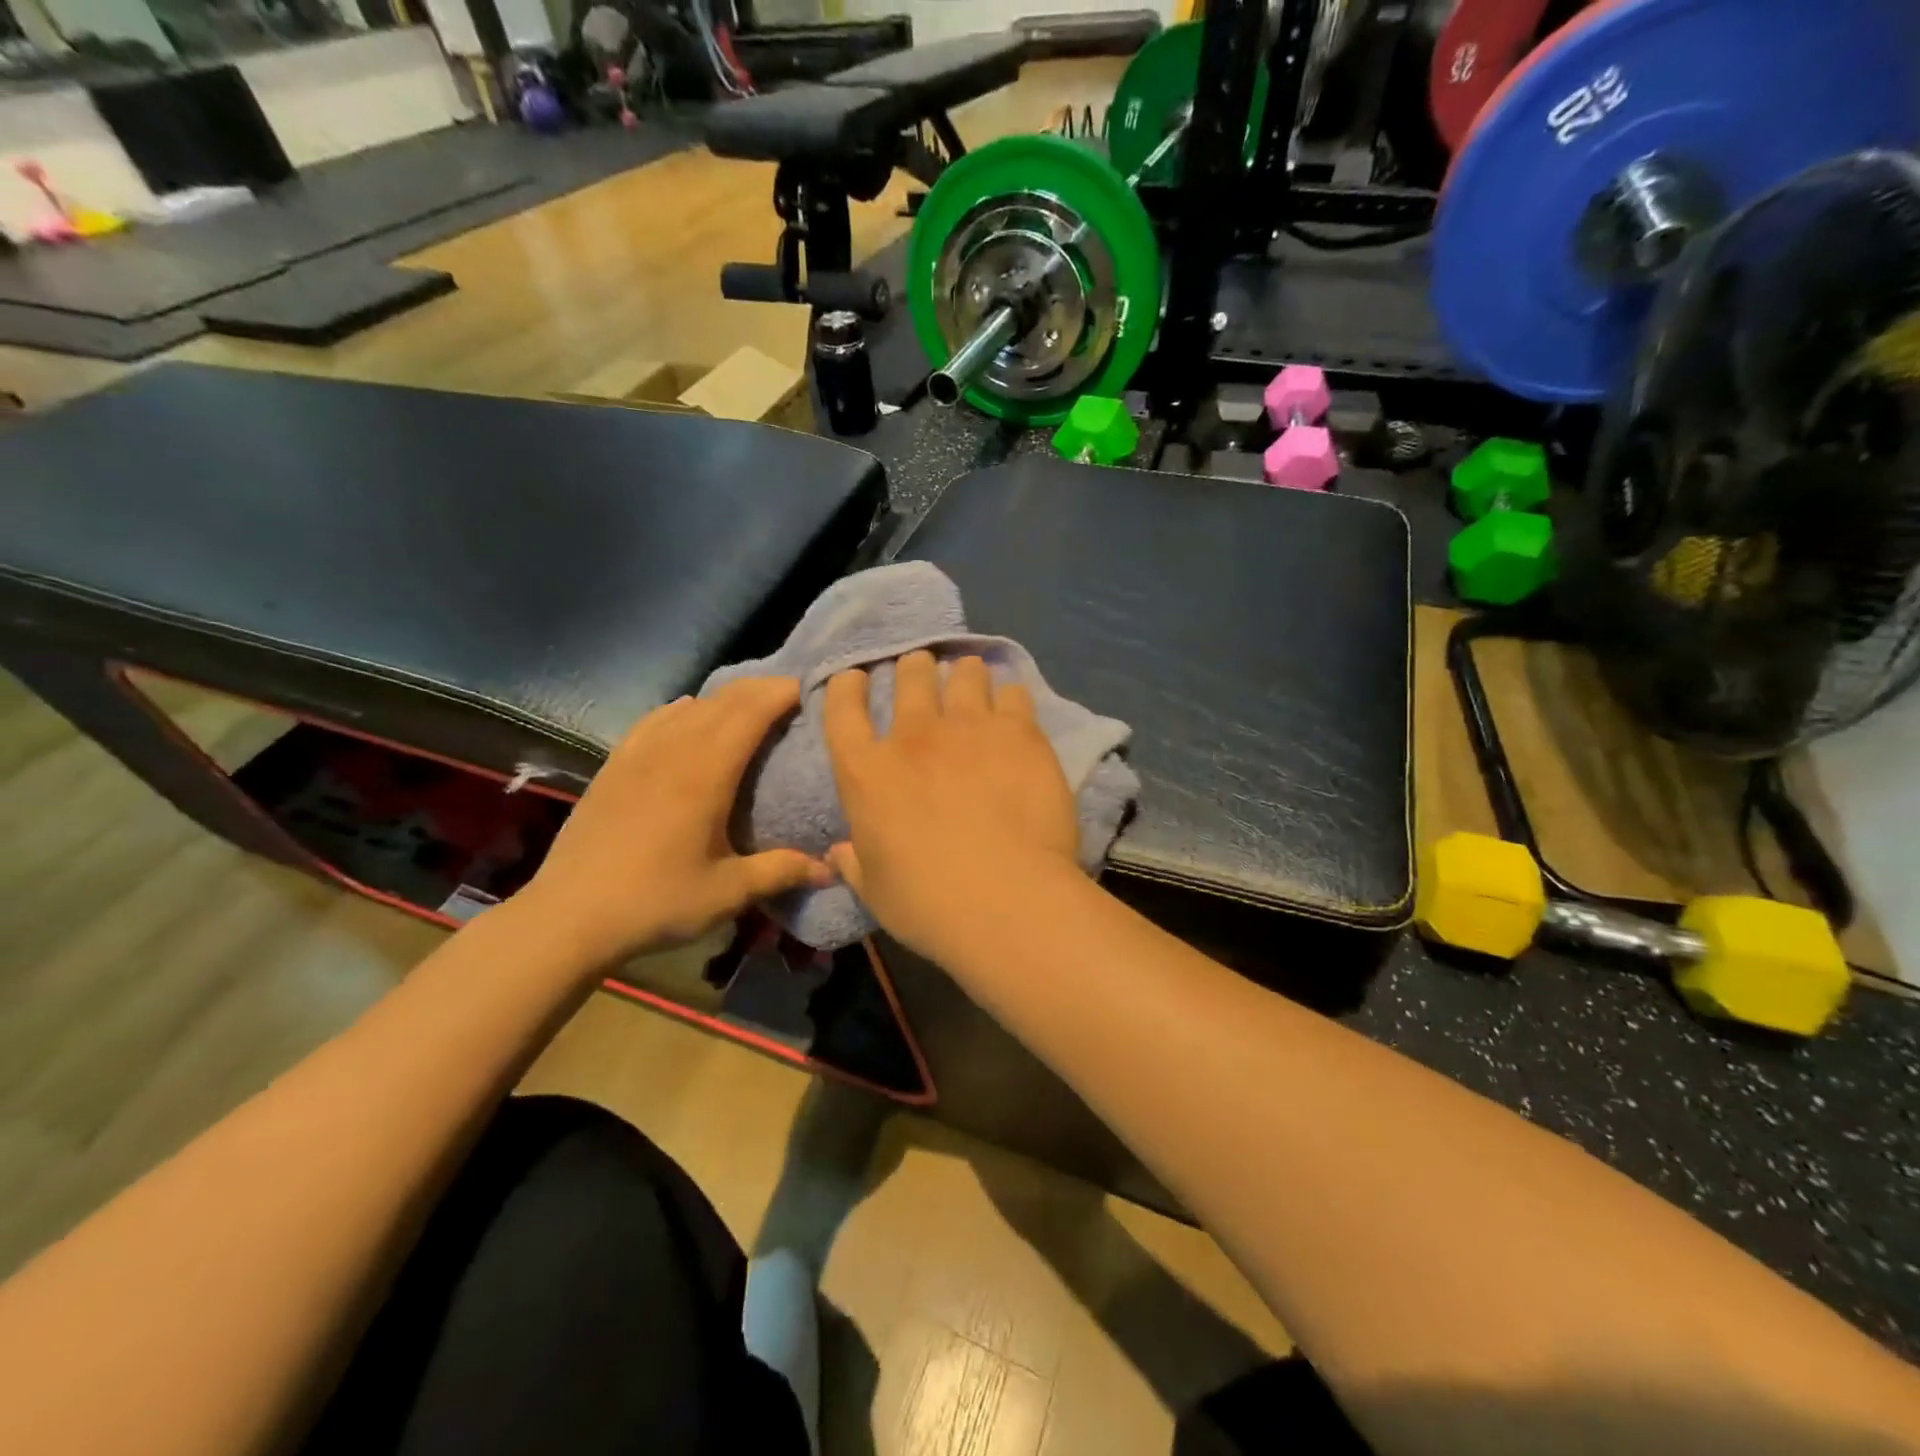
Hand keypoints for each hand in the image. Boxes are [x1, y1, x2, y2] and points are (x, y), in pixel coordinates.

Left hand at [522, 678, 829, 966]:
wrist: (568, 918)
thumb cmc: (656, 902)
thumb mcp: (728, 892)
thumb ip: (782, 872)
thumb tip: (831, 868)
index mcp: (706, 774)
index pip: (750, 713)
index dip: (781, 693)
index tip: (810, 688)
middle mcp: (673, 751)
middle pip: (722, 701)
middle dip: (760, 689)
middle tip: (790, 693)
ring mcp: (638, 755)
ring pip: (688, 706)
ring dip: (724, 697)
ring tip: (749, 704)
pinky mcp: (614, 766)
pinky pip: (653, 720)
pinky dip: (681, 708)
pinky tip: (686, 712)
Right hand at [823, 651, 1079, 957]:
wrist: (1003, 899)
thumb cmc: (927, 903)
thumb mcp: (875, 890)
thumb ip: (855, 863)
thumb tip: (838, 853)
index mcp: (866, 771)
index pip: (842, 709)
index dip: (846, 686)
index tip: (856, 677)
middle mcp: (913, 735)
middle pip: (909, 676)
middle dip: (914, 668)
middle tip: (922, 670)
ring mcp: (968, 727)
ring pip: (962, 674)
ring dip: (962, 672)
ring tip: (970, 675)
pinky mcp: (1018, 732)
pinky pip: (1013, 694)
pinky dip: (1009, 695)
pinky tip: (1013, 704)